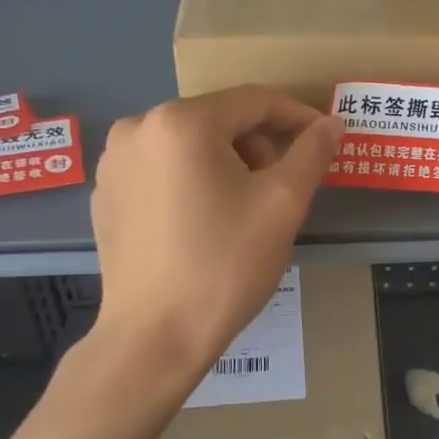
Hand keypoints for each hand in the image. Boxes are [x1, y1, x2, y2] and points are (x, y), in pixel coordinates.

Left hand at [89, 86, 341, 384]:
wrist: (155, 338)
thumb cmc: (224, 263)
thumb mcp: (283, 203)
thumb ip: (312, 153)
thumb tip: (332, 124)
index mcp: (181, 122)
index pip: (254, 101)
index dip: (297, 117)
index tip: (326, 140)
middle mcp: (138, 129)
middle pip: (219, 120)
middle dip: (259, 145)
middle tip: (284, 185)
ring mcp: (114, 163)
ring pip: (189, 145)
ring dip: (227, 162)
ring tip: (245, 206)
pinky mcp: (106, 196)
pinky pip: (161, 170)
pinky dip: (191, 181)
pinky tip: (204, 222)